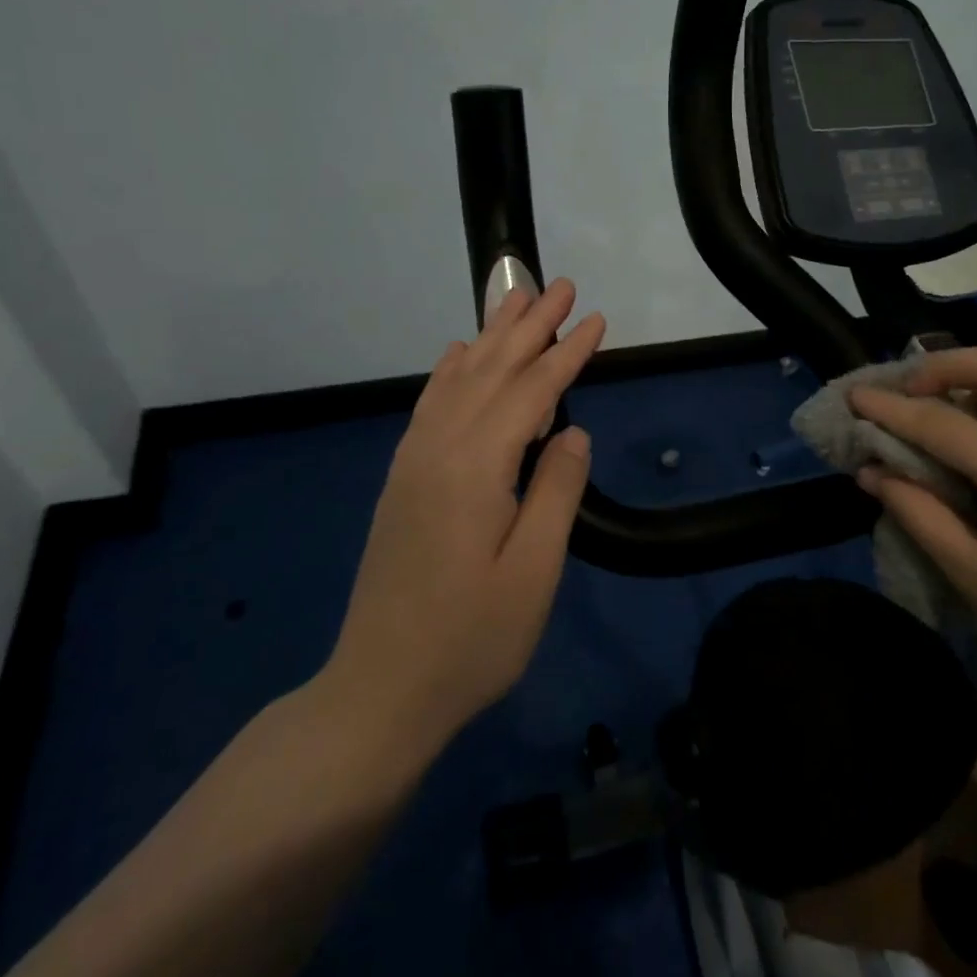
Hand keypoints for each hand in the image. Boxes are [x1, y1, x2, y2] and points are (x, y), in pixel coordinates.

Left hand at [321, 279, 605, 758]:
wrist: (380, 691)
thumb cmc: (470, 640)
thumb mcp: (533, 572)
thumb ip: (556, 492)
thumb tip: (573, 432)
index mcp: (475, 468)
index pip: (531, 392)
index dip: (567, 352)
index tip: (597, 318)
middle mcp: (439, 449)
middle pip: (490, 370)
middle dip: (529, 325)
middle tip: (562, 285)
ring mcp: (414, 463)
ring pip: (457, 380)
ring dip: (490, 336)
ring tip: (515, 298)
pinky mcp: (404, 480)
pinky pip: (430, 406)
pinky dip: (449, 371)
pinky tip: (457, 354)